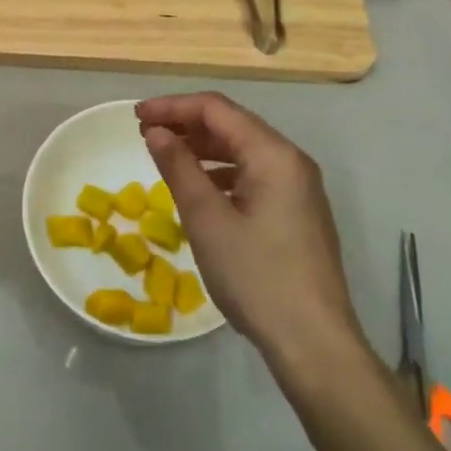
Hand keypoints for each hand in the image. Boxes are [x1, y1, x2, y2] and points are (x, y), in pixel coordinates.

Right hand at [137, 93, 369, 367]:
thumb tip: (156, 131)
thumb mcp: (207, 219)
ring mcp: (299, 188)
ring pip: (243, 149)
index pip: (216, 109)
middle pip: (232, 124)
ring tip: (165, 156)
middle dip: (186, 123)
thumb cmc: (256, 276)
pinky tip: (199, 187)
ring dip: (202, 147)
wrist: (314, 344)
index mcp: (274, 154)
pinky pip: (254, 174)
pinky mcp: (298, 212)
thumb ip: (179, 167)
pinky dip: (221, 171)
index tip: (136, 116)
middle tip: (145, 133)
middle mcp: (291, 161)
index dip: (173, 106)